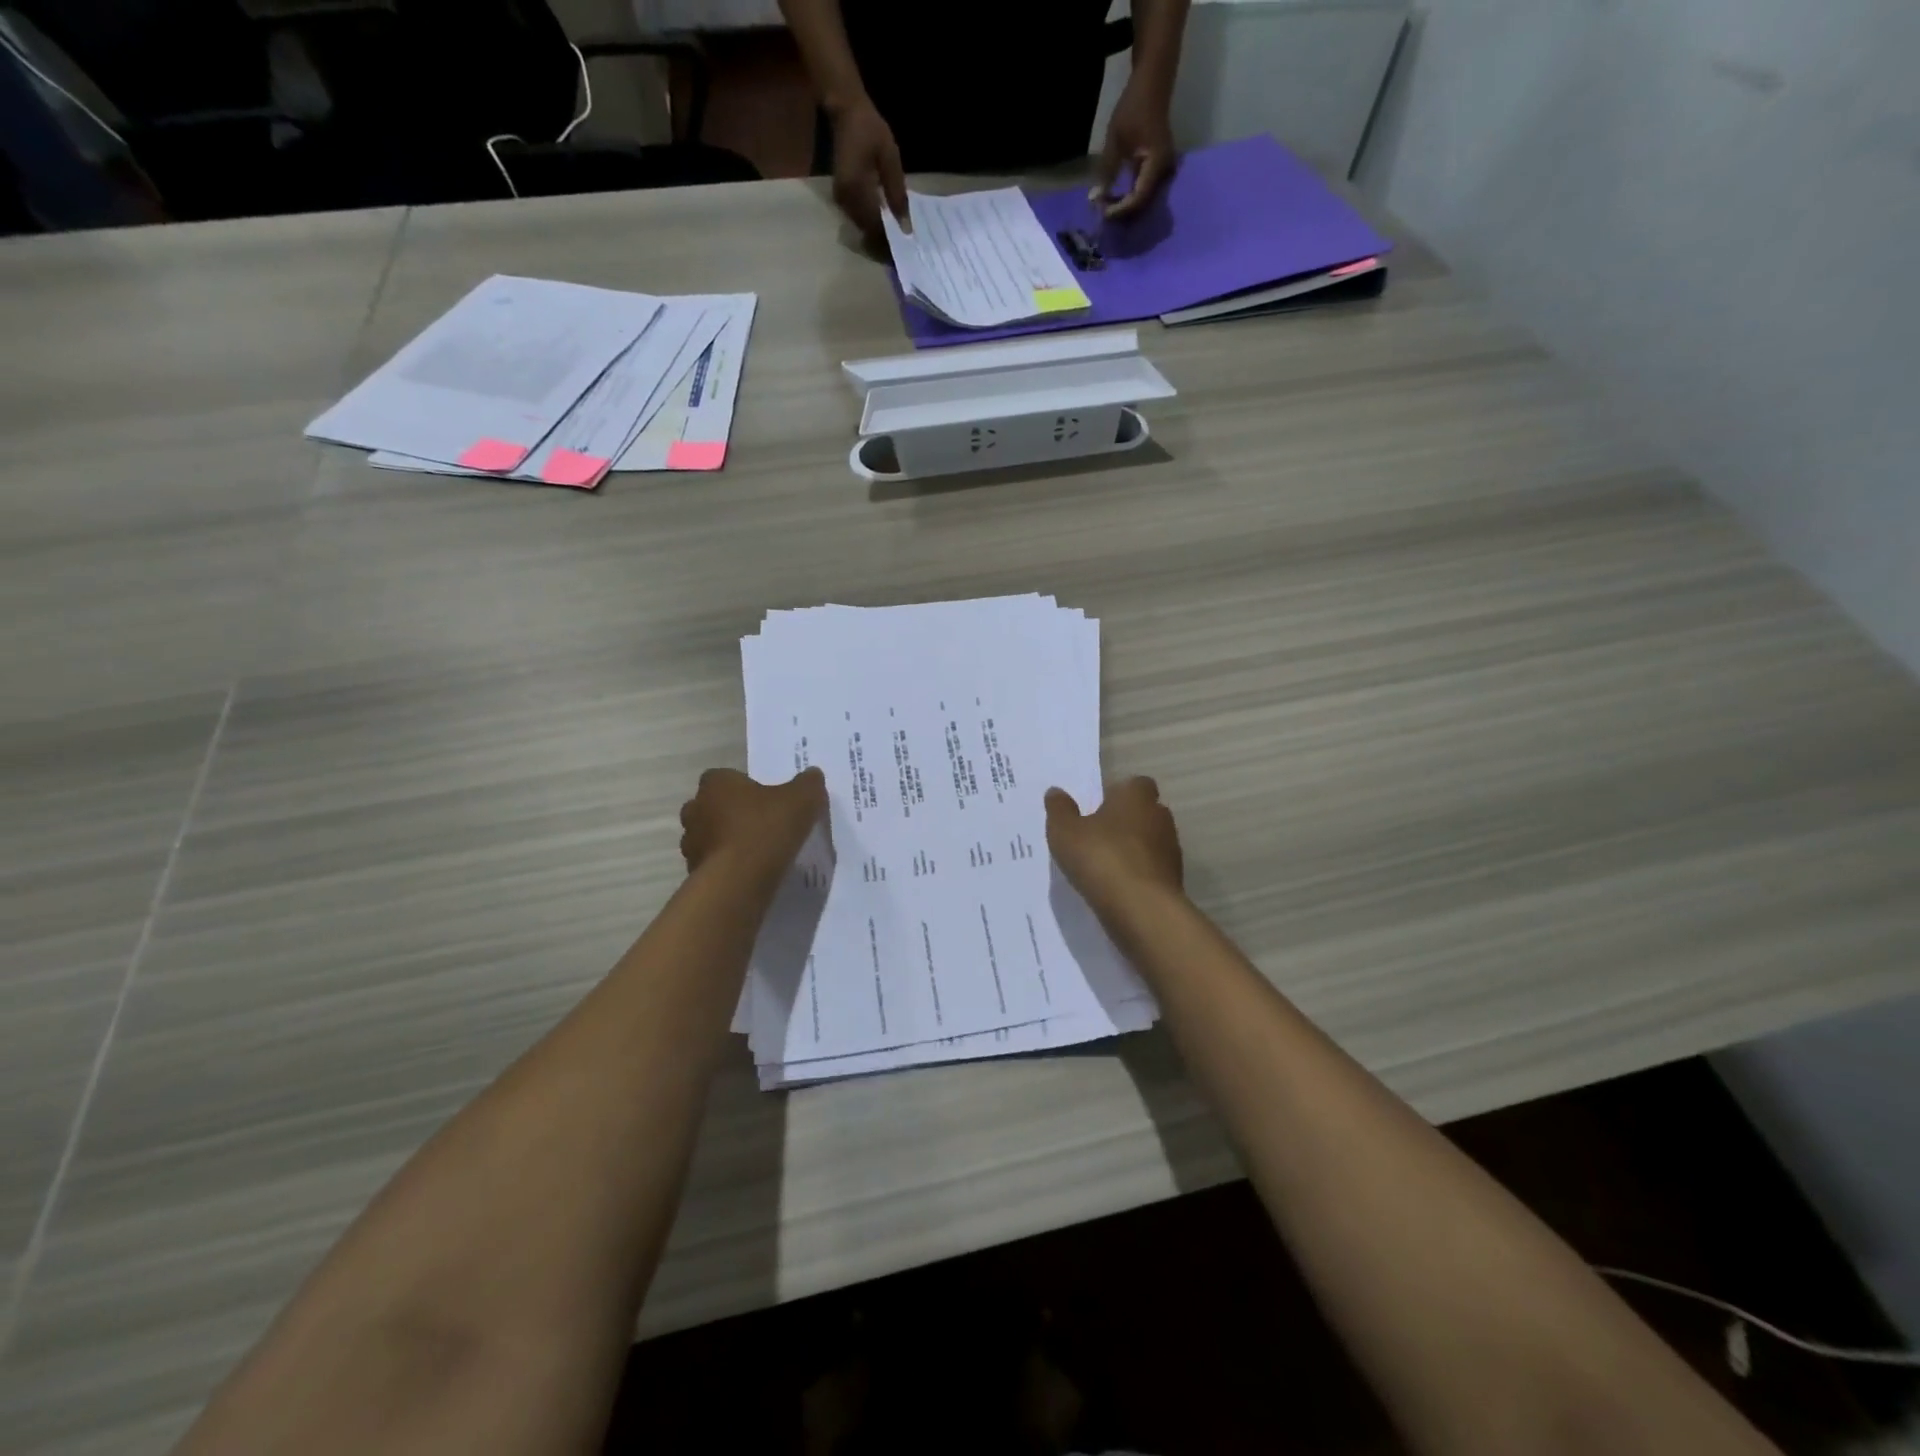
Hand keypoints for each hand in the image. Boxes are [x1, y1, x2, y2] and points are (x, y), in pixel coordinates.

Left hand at [679, 767, 826, 882]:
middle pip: (713, 806)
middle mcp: (695, 809)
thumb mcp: (802, 799)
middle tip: (761, 824)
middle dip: (732, 814)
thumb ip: (808, 783)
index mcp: (716, 784)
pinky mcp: (694, 872)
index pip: (724, 778)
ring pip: (710, 836)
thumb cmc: (766, 829)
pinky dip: (727, 866)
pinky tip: (750, 873)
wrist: (739, 881)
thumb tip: (812, 775)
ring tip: (757, 852)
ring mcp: (691, 843)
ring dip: (728, 841)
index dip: (744, 787)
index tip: (765, 800)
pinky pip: (713, 864)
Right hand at [830, 99, 908, 243]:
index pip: (875, 228)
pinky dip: (871, 226)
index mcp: (858, 190)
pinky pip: (858, 219)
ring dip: (877, 237)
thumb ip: (897, 194)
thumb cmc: (870, 130)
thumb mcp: (890, 158)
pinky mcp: (841, 198)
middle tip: (903, 251)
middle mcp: (846, 201)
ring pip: (862, 229)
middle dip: (884, 244)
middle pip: (867, 233)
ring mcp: (841, 201)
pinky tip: (885, 226)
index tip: (906, 251)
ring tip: (896, 241)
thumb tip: (905, 228)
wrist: (845, 112)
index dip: (890, 243)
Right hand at [1045, 777, 1183, 906]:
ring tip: (1104, 866)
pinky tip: (1116, 888)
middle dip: (1125, 822)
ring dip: (1132, 850)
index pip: (1136, 784)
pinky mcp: (1174, 881)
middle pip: (1144, 812)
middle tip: (1097, 836)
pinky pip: (1151, 870)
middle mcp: (1160, 818)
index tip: (1098, 807)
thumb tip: (1056, 792)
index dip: (1118, 793)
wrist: (1141, 909)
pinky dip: (1137, 875)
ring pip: (1150, 842)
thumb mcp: (1065, 832)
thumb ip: (1060, 810)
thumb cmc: (1101, 857)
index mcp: (1136, 797)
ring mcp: (1171, 851)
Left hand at [1093, 80, 1176, 219]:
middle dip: (1122, 211)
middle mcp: (1164, 171)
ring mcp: (1163, 170)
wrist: (1153, 81)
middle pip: (1142, 203)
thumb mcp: (1116, 139)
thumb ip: (1107, 170)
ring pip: (1143, 198)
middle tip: (1102, 213)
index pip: (1138, 197)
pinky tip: (1116, 198)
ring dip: (1125, 206)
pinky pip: (1144, 189)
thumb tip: (1096, 199)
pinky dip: (1129, 196)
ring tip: (1107, 207)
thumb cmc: (1134, 106)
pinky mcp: (1157, 167)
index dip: (1120, 209)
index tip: (1102, 212)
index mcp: (1156, 163)